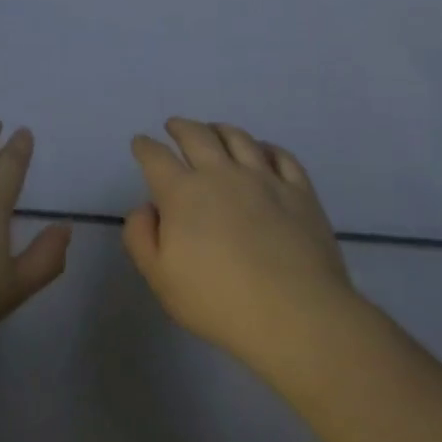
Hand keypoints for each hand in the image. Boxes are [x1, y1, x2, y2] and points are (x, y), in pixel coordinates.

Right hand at [124, 119, 353, 367]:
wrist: (296, 315)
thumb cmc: (219, 301)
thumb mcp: (160, 278)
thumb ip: (141, 237)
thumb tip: (147, 207)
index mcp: (183, 193)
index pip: (156, 157)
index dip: (145, 146)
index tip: (141, 143)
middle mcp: (222, 174)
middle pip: (197, 135)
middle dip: (181, 127)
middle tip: (173, 126)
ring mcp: (265, 179)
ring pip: (239, 138)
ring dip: (220, 129)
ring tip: (214, 130)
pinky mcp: (300, 192)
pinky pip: (282, 156)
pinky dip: (266, 147)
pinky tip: (262, 151)